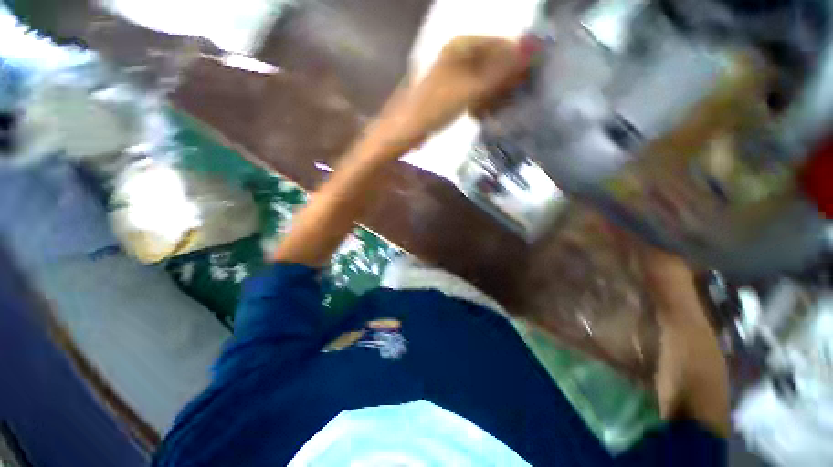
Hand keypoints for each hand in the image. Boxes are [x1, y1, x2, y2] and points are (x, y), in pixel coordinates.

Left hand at [367, 36, 526, 157]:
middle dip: (504, 82)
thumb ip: (501, 70)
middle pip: (492, 63)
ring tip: (497, 111)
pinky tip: (481, 114)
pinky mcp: (448, 93)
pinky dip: (480, 103)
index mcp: (461, 46)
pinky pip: (472, 93)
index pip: (500, 45)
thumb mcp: (470, 89)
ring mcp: (452, 74)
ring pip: (483, 80)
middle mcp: (457, 55)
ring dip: (493, 95)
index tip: (527, 83)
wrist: (404, 131)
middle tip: (511, 101)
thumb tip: (534, 47)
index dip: (516, 63)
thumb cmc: (434, 108)